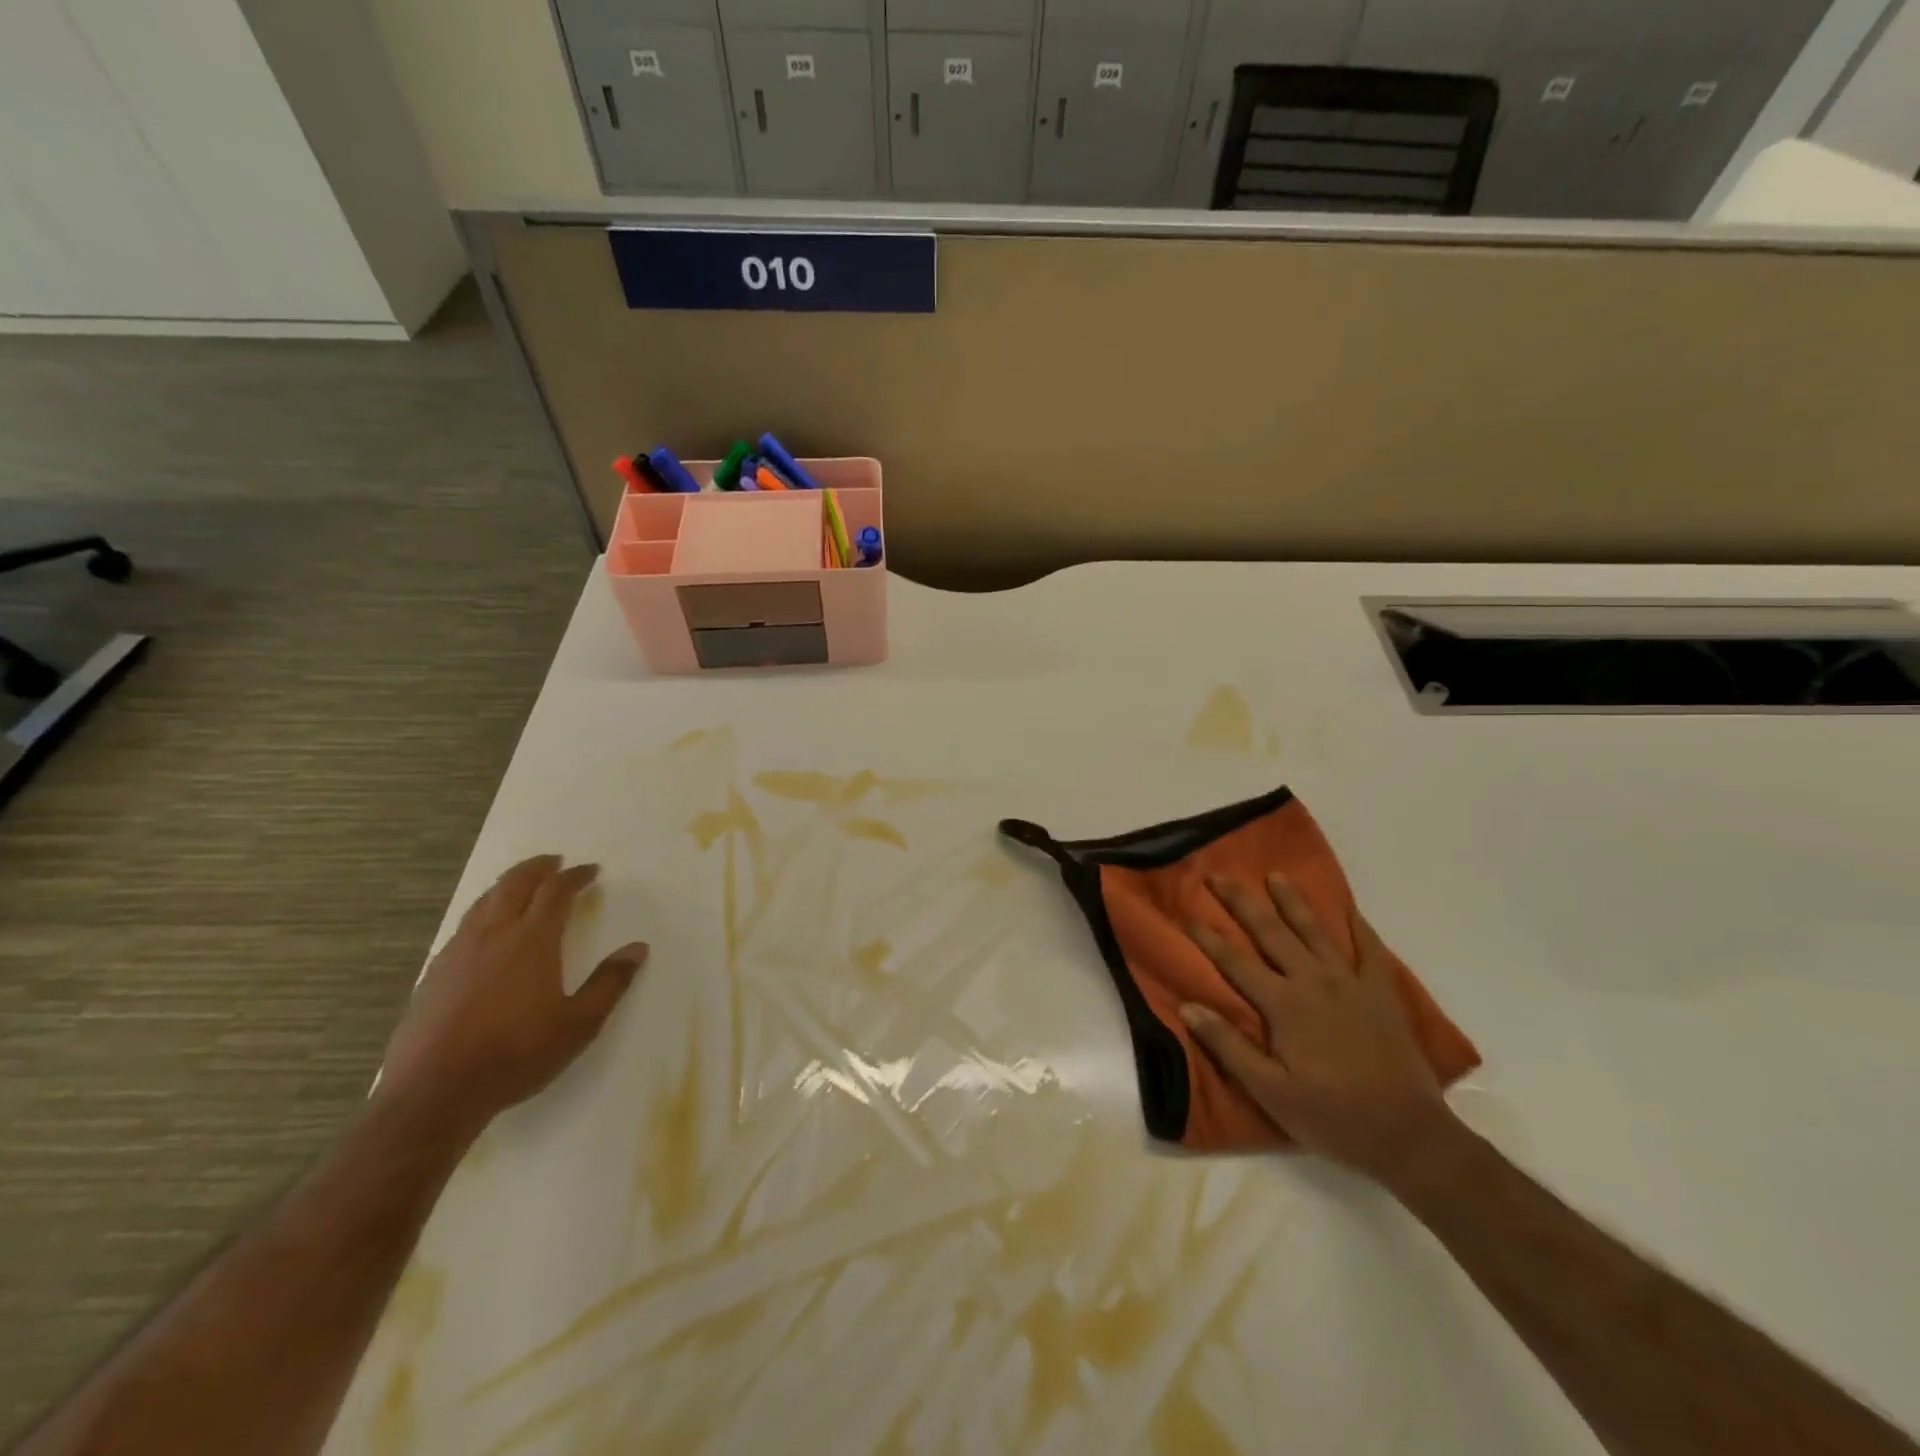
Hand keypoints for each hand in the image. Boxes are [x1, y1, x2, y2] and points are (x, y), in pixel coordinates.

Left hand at [377, 855, 646, 1142]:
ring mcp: (458, 953)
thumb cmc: (516, 1055)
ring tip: (521, 884)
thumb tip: (638, 949)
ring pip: (484, 902)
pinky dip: (483, 912)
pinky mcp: (434, 974)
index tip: (590, 870)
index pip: (556, 892)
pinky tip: (485, 930)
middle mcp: (493, 936)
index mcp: (532, 941)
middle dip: (537, 868)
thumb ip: (610, 983)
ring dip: (507, 885)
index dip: (575, 876)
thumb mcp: (579, 1024)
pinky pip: (464, 926)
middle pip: (514, 885)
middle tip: (554, 861)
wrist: (434, 1094)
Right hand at [1179, 874, 1455, 1187]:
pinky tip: (1348, 909)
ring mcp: (1350, 983)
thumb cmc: (1332, 1116)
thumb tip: (1188, 1006)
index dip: (1207, 938)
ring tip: (1275, 875)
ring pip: (1315, 930)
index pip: (1235, 961)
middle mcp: (1313, 981)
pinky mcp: (1381, 993)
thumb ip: (1228, 1046)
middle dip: (1242, 902)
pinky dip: (1358, 926)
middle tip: (1219, 875)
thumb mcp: (1270, 1091)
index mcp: (1283, 1004)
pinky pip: (1369, 950)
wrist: (1408, 1134)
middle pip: (1270, 932)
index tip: (1185, 916)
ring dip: (1292, 900)